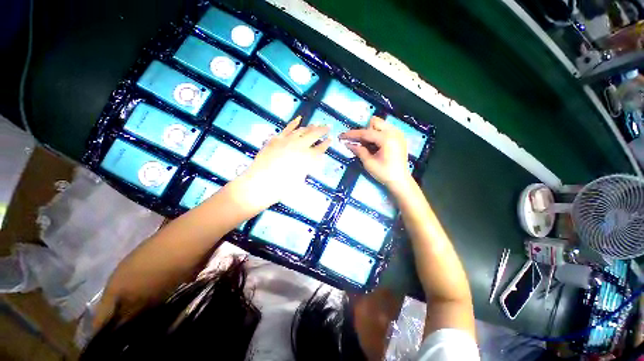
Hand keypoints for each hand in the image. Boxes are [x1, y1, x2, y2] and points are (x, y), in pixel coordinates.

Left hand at [236, 116, 330, 210]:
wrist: (261, 183)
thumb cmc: (283, 187)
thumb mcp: (301, 178)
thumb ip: (308, 166)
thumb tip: (313, 159)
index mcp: (307, 158)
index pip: (320, 148)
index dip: (326, 143)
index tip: (331, 138)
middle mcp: (299, 146)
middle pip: (314, 135)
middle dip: (322, 130)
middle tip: (328, 126)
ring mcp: (287, 140)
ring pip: (302, 130)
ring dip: (310, 126)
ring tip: (316, 124)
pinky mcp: (276, 138)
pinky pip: (287, 128)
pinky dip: (294, 123)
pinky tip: (299, 118)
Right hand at [340, 116, 411, 192]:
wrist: (400, 181)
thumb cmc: (384, 173)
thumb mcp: (369, 163)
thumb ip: (359, 151)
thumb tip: (348, 144)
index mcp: (386, 139)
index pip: (366, 132)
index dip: (352, 134)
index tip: (342, 136)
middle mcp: (394, 132)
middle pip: (374, 122)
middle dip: (364, 131)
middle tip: (359, 143)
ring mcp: (398, 134)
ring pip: (380, 125)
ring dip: (371, 132)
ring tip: (367, 145)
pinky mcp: (399, 138)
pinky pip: (386, 130)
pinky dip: (378, 134)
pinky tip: (375, 145)